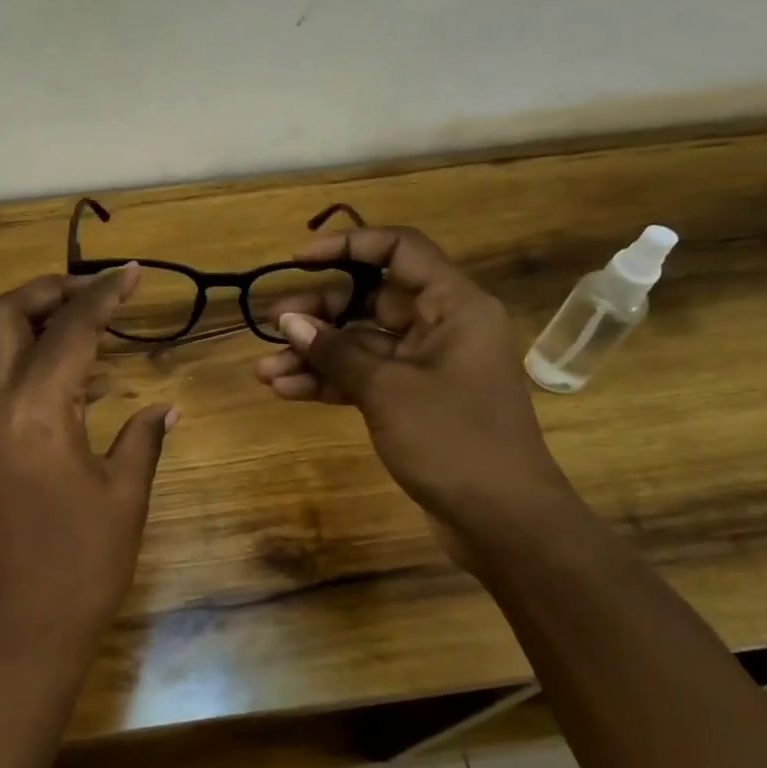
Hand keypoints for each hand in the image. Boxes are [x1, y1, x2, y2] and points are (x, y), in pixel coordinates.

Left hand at [0, 266, 174, 665]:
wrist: (21, 630)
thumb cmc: (82, 565)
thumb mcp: (124, 497)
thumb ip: (142, 439)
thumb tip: (164, 409)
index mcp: (36, 412)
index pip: (70, 330)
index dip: (103, 295)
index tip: (132, 273)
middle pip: (3, 317)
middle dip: (46, 291)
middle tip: (94, 293)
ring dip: (35, 323)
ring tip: (91, 327)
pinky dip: (29, 361)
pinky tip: (75, 381)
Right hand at [253, 225, 570, 540]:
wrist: (502, 521)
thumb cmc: (454, 440)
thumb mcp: (388, 390)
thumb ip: (336, 351)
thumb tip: (288, 322)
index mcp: (454, 305)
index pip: (399, 249)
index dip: (347, 245)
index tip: (298, 260)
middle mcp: (441, 327)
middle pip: (372, 299)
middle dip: (319, 312)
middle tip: (272, 327)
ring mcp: (426, 366)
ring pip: (361, 343)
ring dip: (314, 354)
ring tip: (264, 370)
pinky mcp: (412, 401)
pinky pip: (364, 378)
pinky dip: (329, 382)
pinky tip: (286, 391)